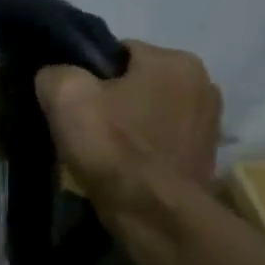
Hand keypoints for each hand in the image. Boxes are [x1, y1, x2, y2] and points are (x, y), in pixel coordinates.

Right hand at [36, 42, 221, 203]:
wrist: (154, 212)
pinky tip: (123, 164)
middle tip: (82, 125)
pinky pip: (162, 136)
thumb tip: (55, 77)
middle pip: (135, 80)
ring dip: (128, 122)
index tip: (70, 101)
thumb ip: (55, 73)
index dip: (86, 74)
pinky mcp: (205, 152)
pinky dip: (143, 145)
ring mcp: (209, 120)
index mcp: (174, 60)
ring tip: (102, 148)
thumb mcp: (65, 97)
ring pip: (149, 109)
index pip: (116, 51)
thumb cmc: (113, 147)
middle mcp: (203, 81)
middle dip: (110, 98)